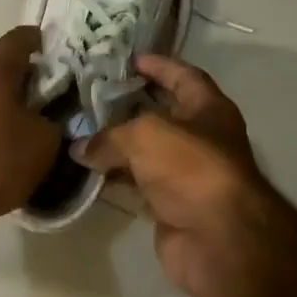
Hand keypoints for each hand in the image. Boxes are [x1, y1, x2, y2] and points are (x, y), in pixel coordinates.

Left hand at [0, 26, 60, 235]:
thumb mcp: (44, 141)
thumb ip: (54, 123)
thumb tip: (52, 121)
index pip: (17, 41)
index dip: (37, 39)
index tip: (53, 45)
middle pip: (2, 76)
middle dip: (29, 84)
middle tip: (57, 97)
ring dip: (12, 114)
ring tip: (39, 132)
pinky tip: (16, 157)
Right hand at [72, 56, 296, 296]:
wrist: (217, 237)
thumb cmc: (190, 168)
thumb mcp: (145, 135)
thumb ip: (109, 136)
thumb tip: (79, 148)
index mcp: (209, 110)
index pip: (185, 77)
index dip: (160, 66)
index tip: (132, 59)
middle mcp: (201, 139)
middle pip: (162, 115)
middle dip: (130, 105)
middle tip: (93, 95)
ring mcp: (186, 175)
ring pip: (146, 153)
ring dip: (117, 145)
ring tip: (81, 131)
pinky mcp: (170, 206)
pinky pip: (137, 184)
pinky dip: (115, 178)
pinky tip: (88, 171)